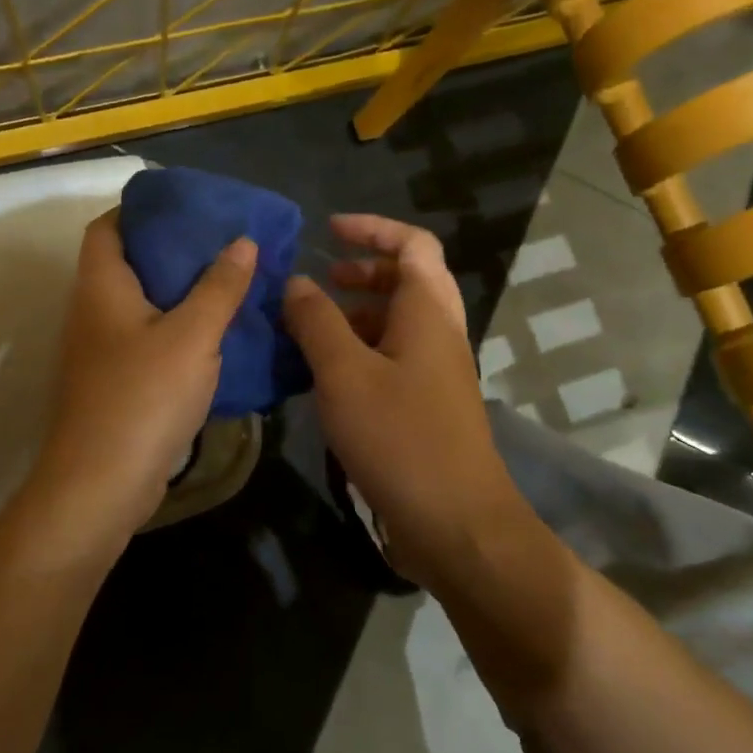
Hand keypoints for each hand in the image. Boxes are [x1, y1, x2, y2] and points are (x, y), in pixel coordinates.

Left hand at [21, 209, 255, 541]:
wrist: (102, 484)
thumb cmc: (143, 397)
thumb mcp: (192, 335)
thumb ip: (219, 286)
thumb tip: (243, 241)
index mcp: (102, 286)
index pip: (107, 227)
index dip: (140, 210)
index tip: (187, 207)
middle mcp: (93, 311)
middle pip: (128, 263)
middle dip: (173, 250)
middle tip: (222, 244)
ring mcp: (101, 350)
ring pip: (141, 304)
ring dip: (180, 292)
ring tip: (228, 282)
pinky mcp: (115, 382)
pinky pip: (148, 338)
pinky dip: (177, 329)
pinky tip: (216, 334)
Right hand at [282, 215, 521, 582]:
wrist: (455, 522)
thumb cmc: (400, 438)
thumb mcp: (344, 374)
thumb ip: (316, 322)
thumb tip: (297, 283)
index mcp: (427, 312)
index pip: (412, 244)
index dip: (372, 229)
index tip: (328, 231)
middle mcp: (438, 333)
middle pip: (407, 280)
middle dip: (362, 272)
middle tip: (319, 282)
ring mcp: (437, 372)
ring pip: (397, 322)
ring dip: (356, 314)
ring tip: (310, 328)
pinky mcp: (427, 405)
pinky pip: (393, 358)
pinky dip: (360, 351)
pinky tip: (325, 376)